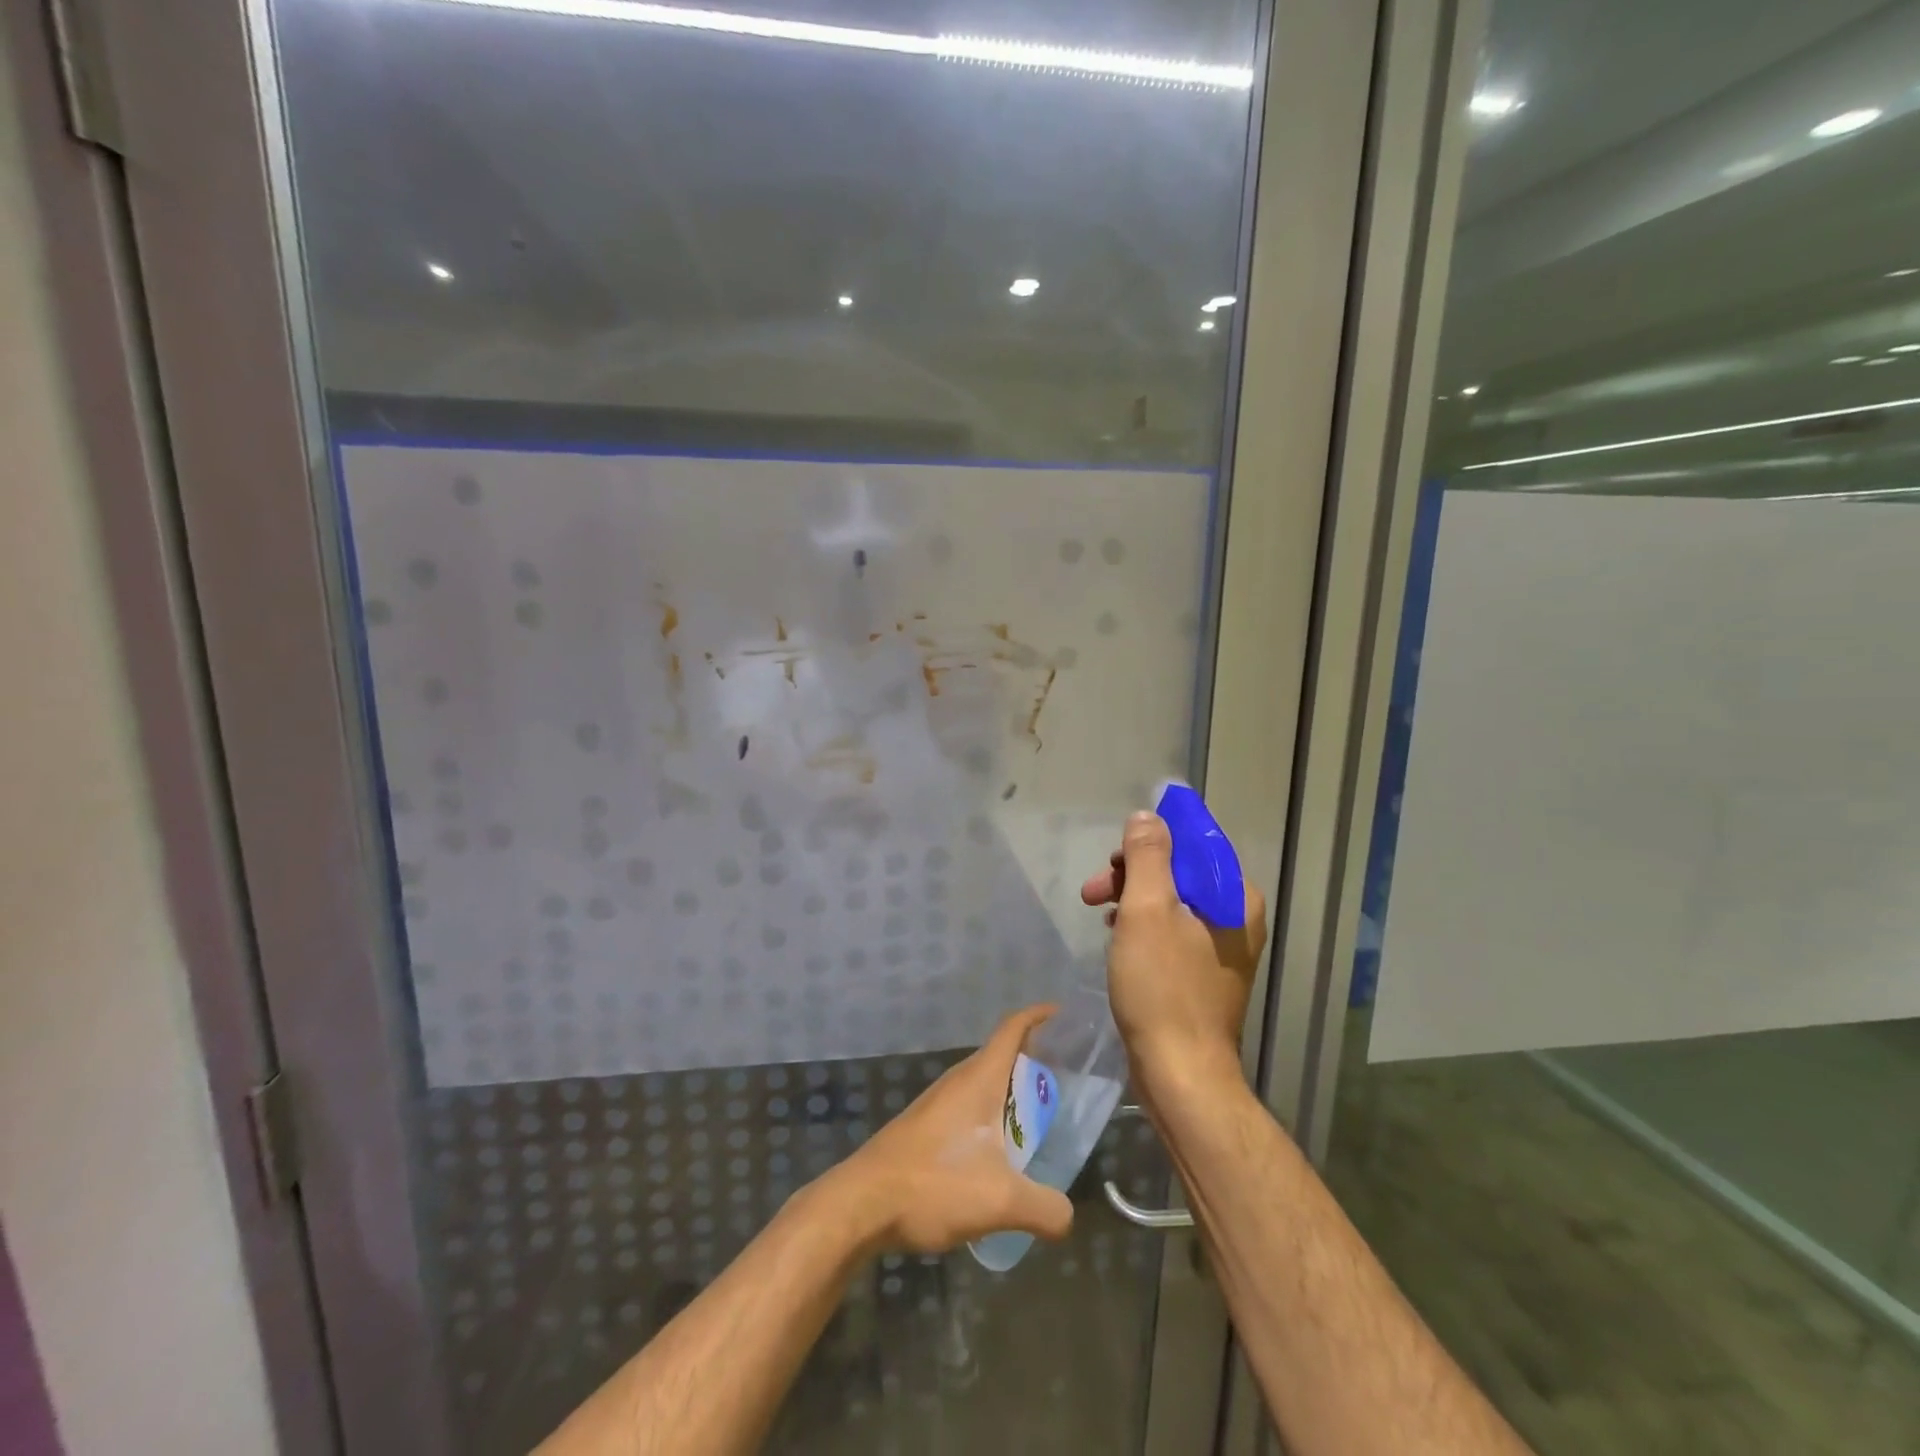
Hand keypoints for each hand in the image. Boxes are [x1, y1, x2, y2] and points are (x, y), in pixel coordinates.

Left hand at [826, 1004, 1074, 1255]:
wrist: (861, 1204)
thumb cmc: (933, 1184)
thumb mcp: (1000, 1200)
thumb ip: (1045, 1208)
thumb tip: (1067, 1216)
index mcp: (979, 1079)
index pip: (1012, 1029)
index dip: (1038, 1016)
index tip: (1063, 1014)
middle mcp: (958, 1082)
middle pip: (1001, 1057)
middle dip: (1034, 1062)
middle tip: (1066, 1084)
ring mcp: (937, 1105)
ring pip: (983, 1087)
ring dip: (1011, 1096)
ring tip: (1040, 1124)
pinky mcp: (923, 1129)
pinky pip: (968, 1111)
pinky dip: (991, 1120)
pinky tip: (999, 1157)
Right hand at [1080, 812, 1267, 1094]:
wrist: (1181, 1074)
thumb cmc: (1163, 988)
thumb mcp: (1147, 911)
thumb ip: (1148, 856)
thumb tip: (1147, 817)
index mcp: (1235, 897)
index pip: (1194, 843)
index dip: (1150, 840)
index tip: (1114, 857)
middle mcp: (1237, 917)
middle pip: (1180, 872)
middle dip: (1133, 874)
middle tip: (1093, 890)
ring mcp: (1222, 947)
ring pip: (1172, 901)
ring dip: (1132, 899)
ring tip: (1097, 913)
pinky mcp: (1203, 972)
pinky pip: (1171, 930)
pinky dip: (1142, 926)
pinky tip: (1117, 937)